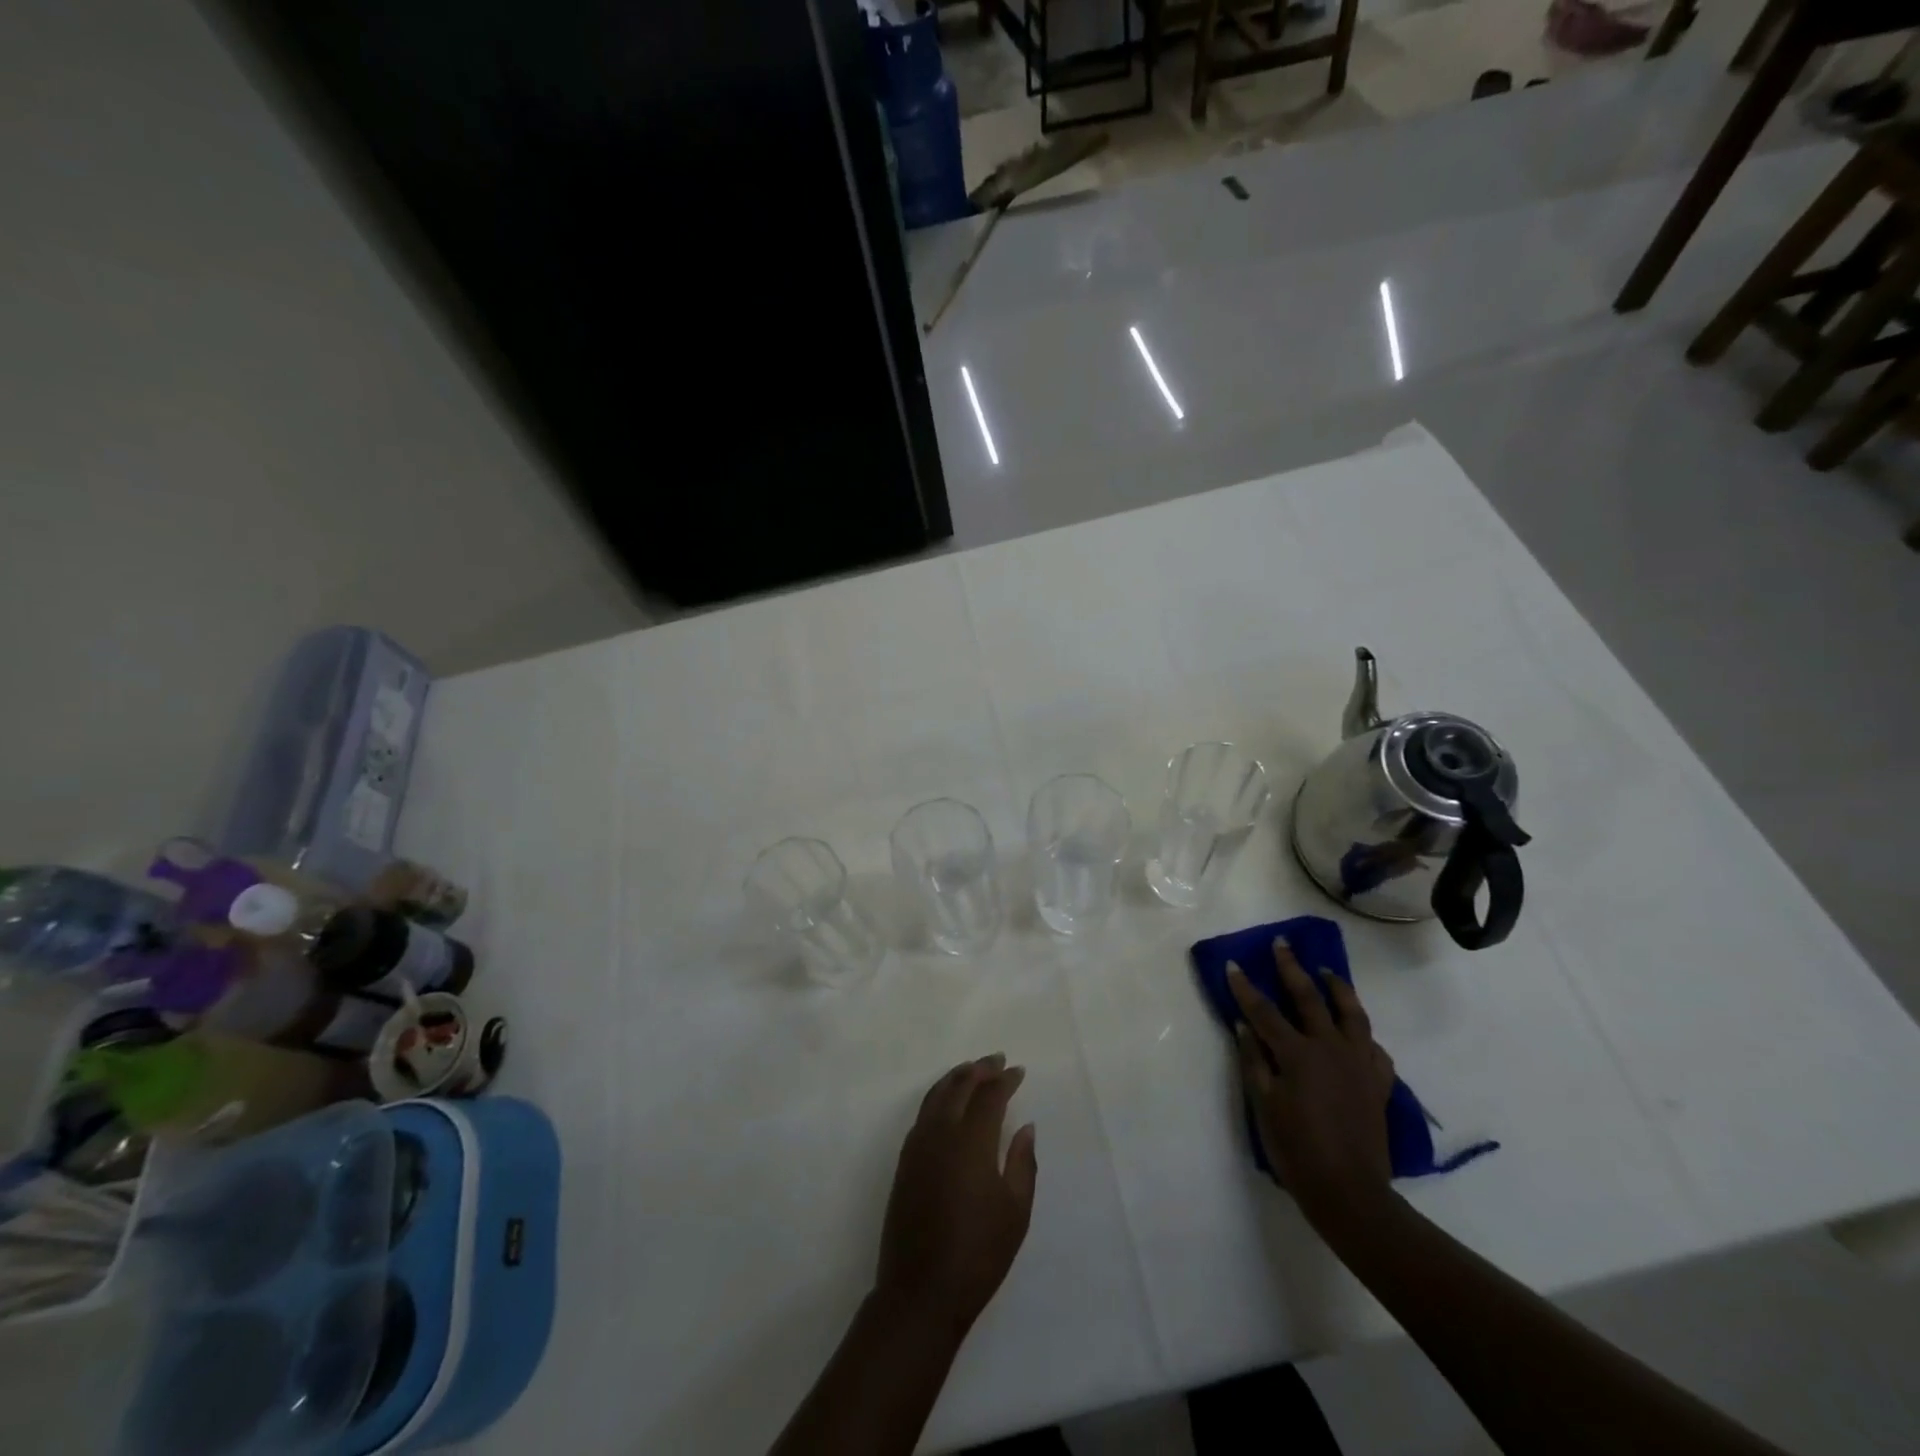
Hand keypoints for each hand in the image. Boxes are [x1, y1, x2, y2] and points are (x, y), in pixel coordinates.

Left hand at [875, 1055, 1037, 1333]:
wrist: (921, 1291)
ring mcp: (918, 1145)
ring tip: (972, 1070)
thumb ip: (1022, 1162)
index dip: (1005, 1080)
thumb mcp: (1015, 1212)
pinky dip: (938, 1096)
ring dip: (956, 1077)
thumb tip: (1025, 1127)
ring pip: (936, 1095)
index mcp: (971, 1141)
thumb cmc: (979, 1254)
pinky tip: (948, 1103)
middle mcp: (941, 1133)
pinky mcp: (904, 1161)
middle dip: (980, 1069)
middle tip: (997, 1060)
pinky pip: (923, 1113)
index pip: (989, 1096)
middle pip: (959, 1086)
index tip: (1019, 1071)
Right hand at [1229, 939, 1395, 1224]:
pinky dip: (1363, 1035)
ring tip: (1327, 971)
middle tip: (1282, 944)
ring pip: (1352, 1014)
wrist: (1350, 1194)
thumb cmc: (1297, 1150)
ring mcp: (1360, 1065)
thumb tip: (1242, 1024)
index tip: (1233, 964)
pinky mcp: (1378, 1084)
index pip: (1265, 1011)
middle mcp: (1331, 1049)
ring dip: (1337, 988)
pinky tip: (1357, 1033)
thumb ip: (1253, 1060)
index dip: (1246, 987)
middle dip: (1292, 968)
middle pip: (1309, 998)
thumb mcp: (1263, 1105)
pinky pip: (1375, 1050)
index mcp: (1298, 1054)